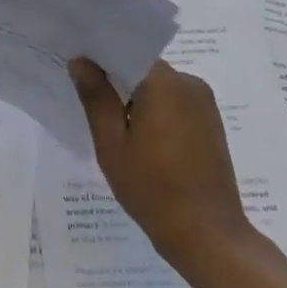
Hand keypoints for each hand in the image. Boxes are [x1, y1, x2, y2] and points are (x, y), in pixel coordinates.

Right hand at [70, 56, 258, 280]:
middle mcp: (189, 83)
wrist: (208, 236)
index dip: (99, 57)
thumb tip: (81, 61)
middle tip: (86, 97)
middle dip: (115, 79)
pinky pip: (174, 104)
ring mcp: (204, 104)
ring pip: (158, 87)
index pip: (125, 51)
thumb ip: (96, 97)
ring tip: (111, 122)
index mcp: (164, 82)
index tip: (76, 66)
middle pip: (142, 68)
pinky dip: (154, 111)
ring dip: (135, 98)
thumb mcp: (112, 143)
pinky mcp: (210, 124)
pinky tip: (138, 137)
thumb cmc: (152, 188)